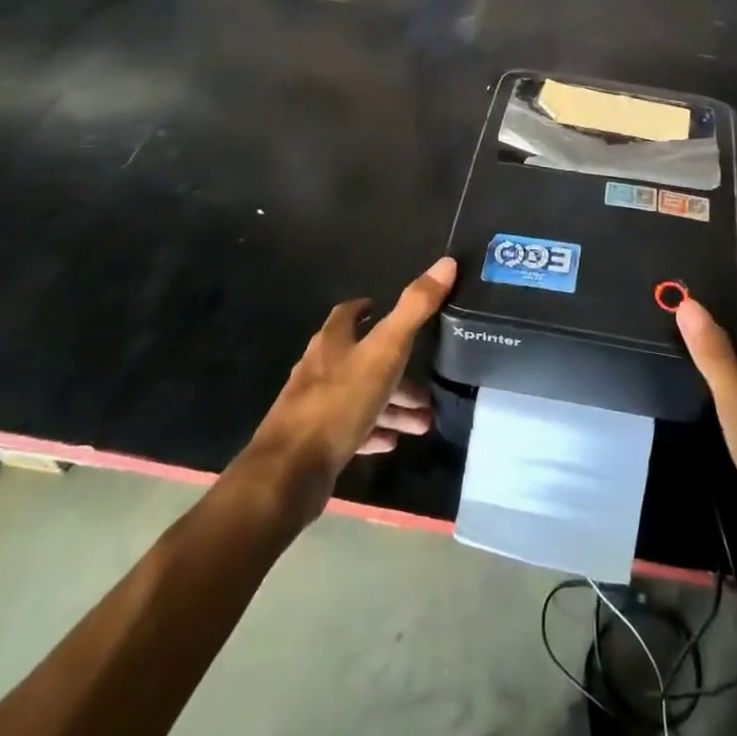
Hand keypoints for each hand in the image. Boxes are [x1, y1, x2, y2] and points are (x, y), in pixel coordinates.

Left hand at [242, 257, 455, 527]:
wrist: (290, 473)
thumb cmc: (339, 401)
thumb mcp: (385, 350)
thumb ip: (415, 308)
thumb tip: (446, 262)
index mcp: (332, 342)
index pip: (347, 315)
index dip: (366, 309)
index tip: (385, 308)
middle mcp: (319, 369)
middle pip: (362, 361)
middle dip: (396, 370)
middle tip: (426, 386)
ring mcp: (314, 408)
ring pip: (361, 398)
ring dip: (392, 405)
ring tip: (423, 421)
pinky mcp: (314, 443)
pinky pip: (351, 430)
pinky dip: (374, 430)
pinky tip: (393, 442)